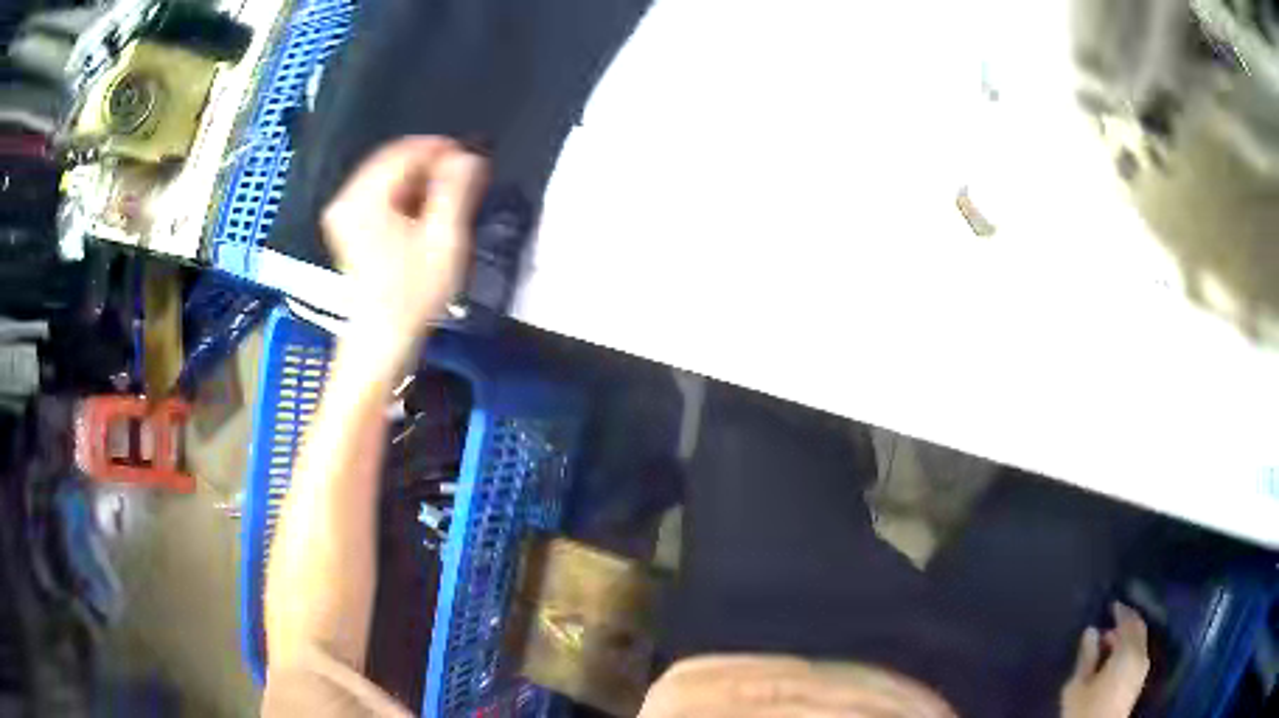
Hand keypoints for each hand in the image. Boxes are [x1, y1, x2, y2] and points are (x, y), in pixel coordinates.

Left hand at [322, 135, 487, 352]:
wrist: (382, 336)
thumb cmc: (412, 293)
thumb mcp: (444, 239)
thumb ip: (457, 190)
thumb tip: (468, 157)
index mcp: (364, 198)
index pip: (405, 151)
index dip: (441, 150)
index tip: (470, 160)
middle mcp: (346, 199)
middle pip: (393, 161)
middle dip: (430, 165)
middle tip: (462, 180)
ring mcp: (343, 213)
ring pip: (387, 177)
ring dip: (418, 181)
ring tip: (446, 199)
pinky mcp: (347, 226)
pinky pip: (378, 194)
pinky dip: (403, 196)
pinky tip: (423, 212)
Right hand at [1061, 602, 1150, 717]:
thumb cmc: (1085, 710)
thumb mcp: (1078, 685)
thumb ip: (1087, 656)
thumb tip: (1091, 630)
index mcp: (1128, 651)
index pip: (1129, 620)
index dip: (1121, 610)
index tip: (1111, 604)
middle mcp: (1141, 654)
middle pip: (1139, 629)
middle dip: (1127, 623)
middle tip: (1110, 624)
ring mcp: (1143, 669)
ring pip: (1140, 642)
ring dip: (1128, 637)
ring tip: (1110, 644)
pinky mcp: (1139, 681)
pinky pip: (1139, 654)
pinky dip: (1130, 649)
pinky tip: (1116, 659)